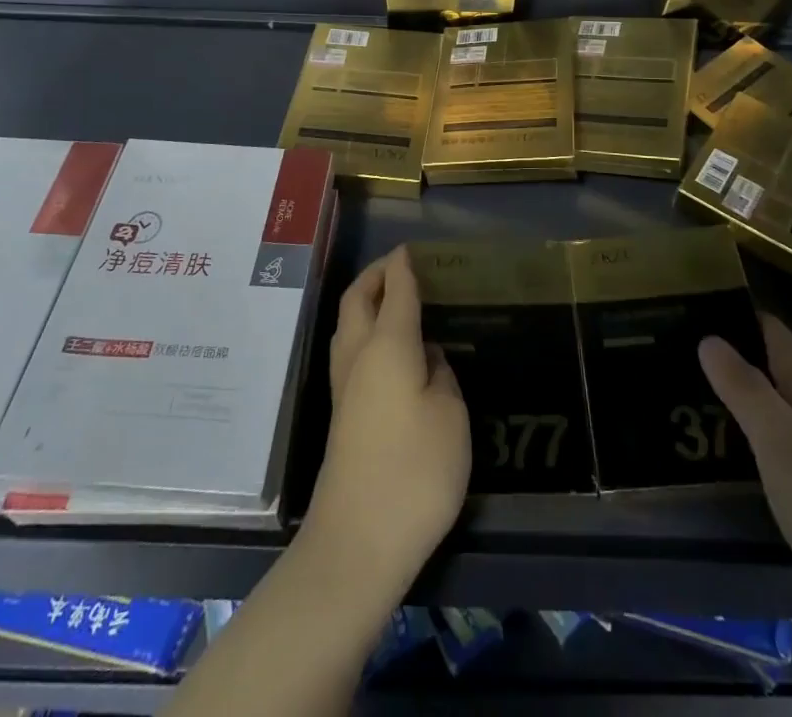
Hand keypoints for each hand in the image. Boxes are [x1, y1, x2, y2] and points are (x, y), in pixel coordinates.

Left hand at [305, 246, 470, 599]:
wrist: (356, 542)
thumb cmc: (414, 471)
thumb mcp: (450, 416)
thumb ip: (440, 374)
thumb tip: (425, 355)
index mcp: (387, 345)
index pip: (396, 290)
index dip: (404, 266)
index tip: (412, 249)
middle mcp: (358, 356)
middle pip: (357, 299)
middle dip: (375, 275)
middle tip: (399, 267)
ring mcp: (344, 387)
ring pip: (347, 325)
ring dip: (364, 302)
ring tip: (392, 299)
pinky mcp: (340, 414)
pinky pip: (350, 351)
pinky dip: (365, 331)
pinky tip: (388, 349)